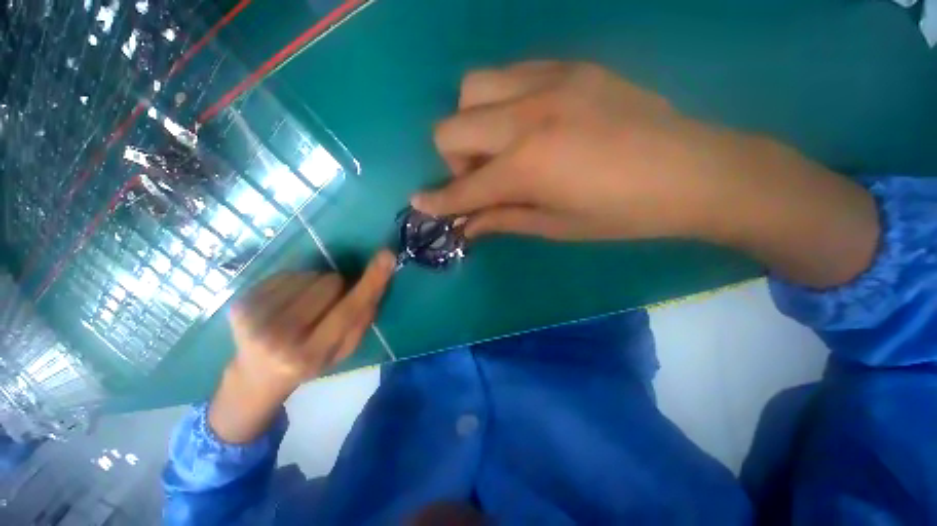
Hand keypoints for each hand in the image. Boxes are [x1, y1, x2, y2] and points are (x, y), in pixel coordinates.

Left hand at [208, 251, 394, 442]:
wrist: (256, 375)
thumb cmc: (309, 363)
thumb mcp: (344, 351)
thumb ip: (361, 320)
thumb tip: (375, 283)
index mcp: (310, 354)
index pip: (347, 311)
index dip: (370, 282)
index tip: (387, 256)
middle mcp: (278, 336)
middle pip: (330, 283)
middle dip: (338, 288)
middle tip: (329, 305)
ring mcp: (254, 317)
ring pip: (310, 274)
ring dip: (317, 285)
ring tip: (305, 306)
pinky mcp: (240, 301)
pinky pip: (288, 273)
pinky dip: (297, 283)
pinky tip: (288, 302)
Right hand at [414, 61, 877, 286]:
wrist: (694, 171)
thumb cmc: (622, 214)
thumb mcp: (556, 227)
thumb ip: (503, 220)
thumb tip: (466, 226)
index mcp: (527, 167)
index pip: (462, 189)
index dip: (437, 202)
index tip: (419, 204)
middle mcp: (527, 118)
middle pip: (450, 128)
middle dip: (453, 161)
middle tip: (480, 179)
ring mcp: (549, 83)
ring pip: (472, 89)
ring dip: (472, 124)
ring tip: (500, 147)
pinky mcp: (570, 67)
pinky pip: (509, 75)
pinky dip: (500, 103)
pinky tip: (525, 123)